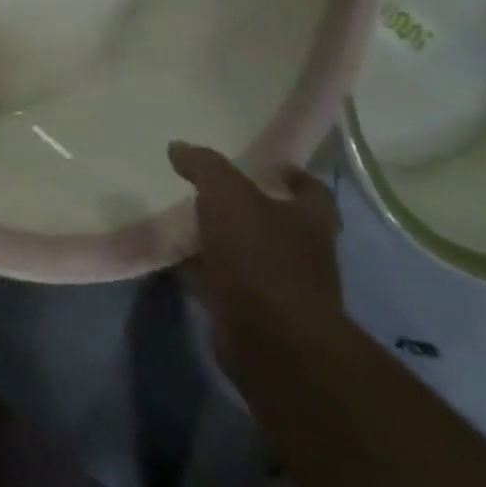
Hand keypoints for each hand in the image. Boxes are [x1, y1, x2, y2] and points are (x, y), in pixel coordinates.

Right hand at [168, 142, 343, 369]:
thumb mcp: (226, 194)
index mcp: (309, 221)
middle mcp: (303, 253)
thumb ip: (204, 166)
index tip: (264, 164)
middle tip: (207, 187)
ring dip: (220, 238)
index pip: (311, 191)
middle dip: (246, 206)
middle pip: (276, 221)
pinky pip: (223, 279)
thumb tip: (179, 148)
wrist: (271, 339)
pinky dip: (202, 267)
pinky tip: (174, 254)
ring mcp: (280, 286)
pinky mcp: (254, 311)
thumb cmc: (259, 255)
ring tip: (181, 217)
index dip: (291, 175)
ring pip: (246, 251)